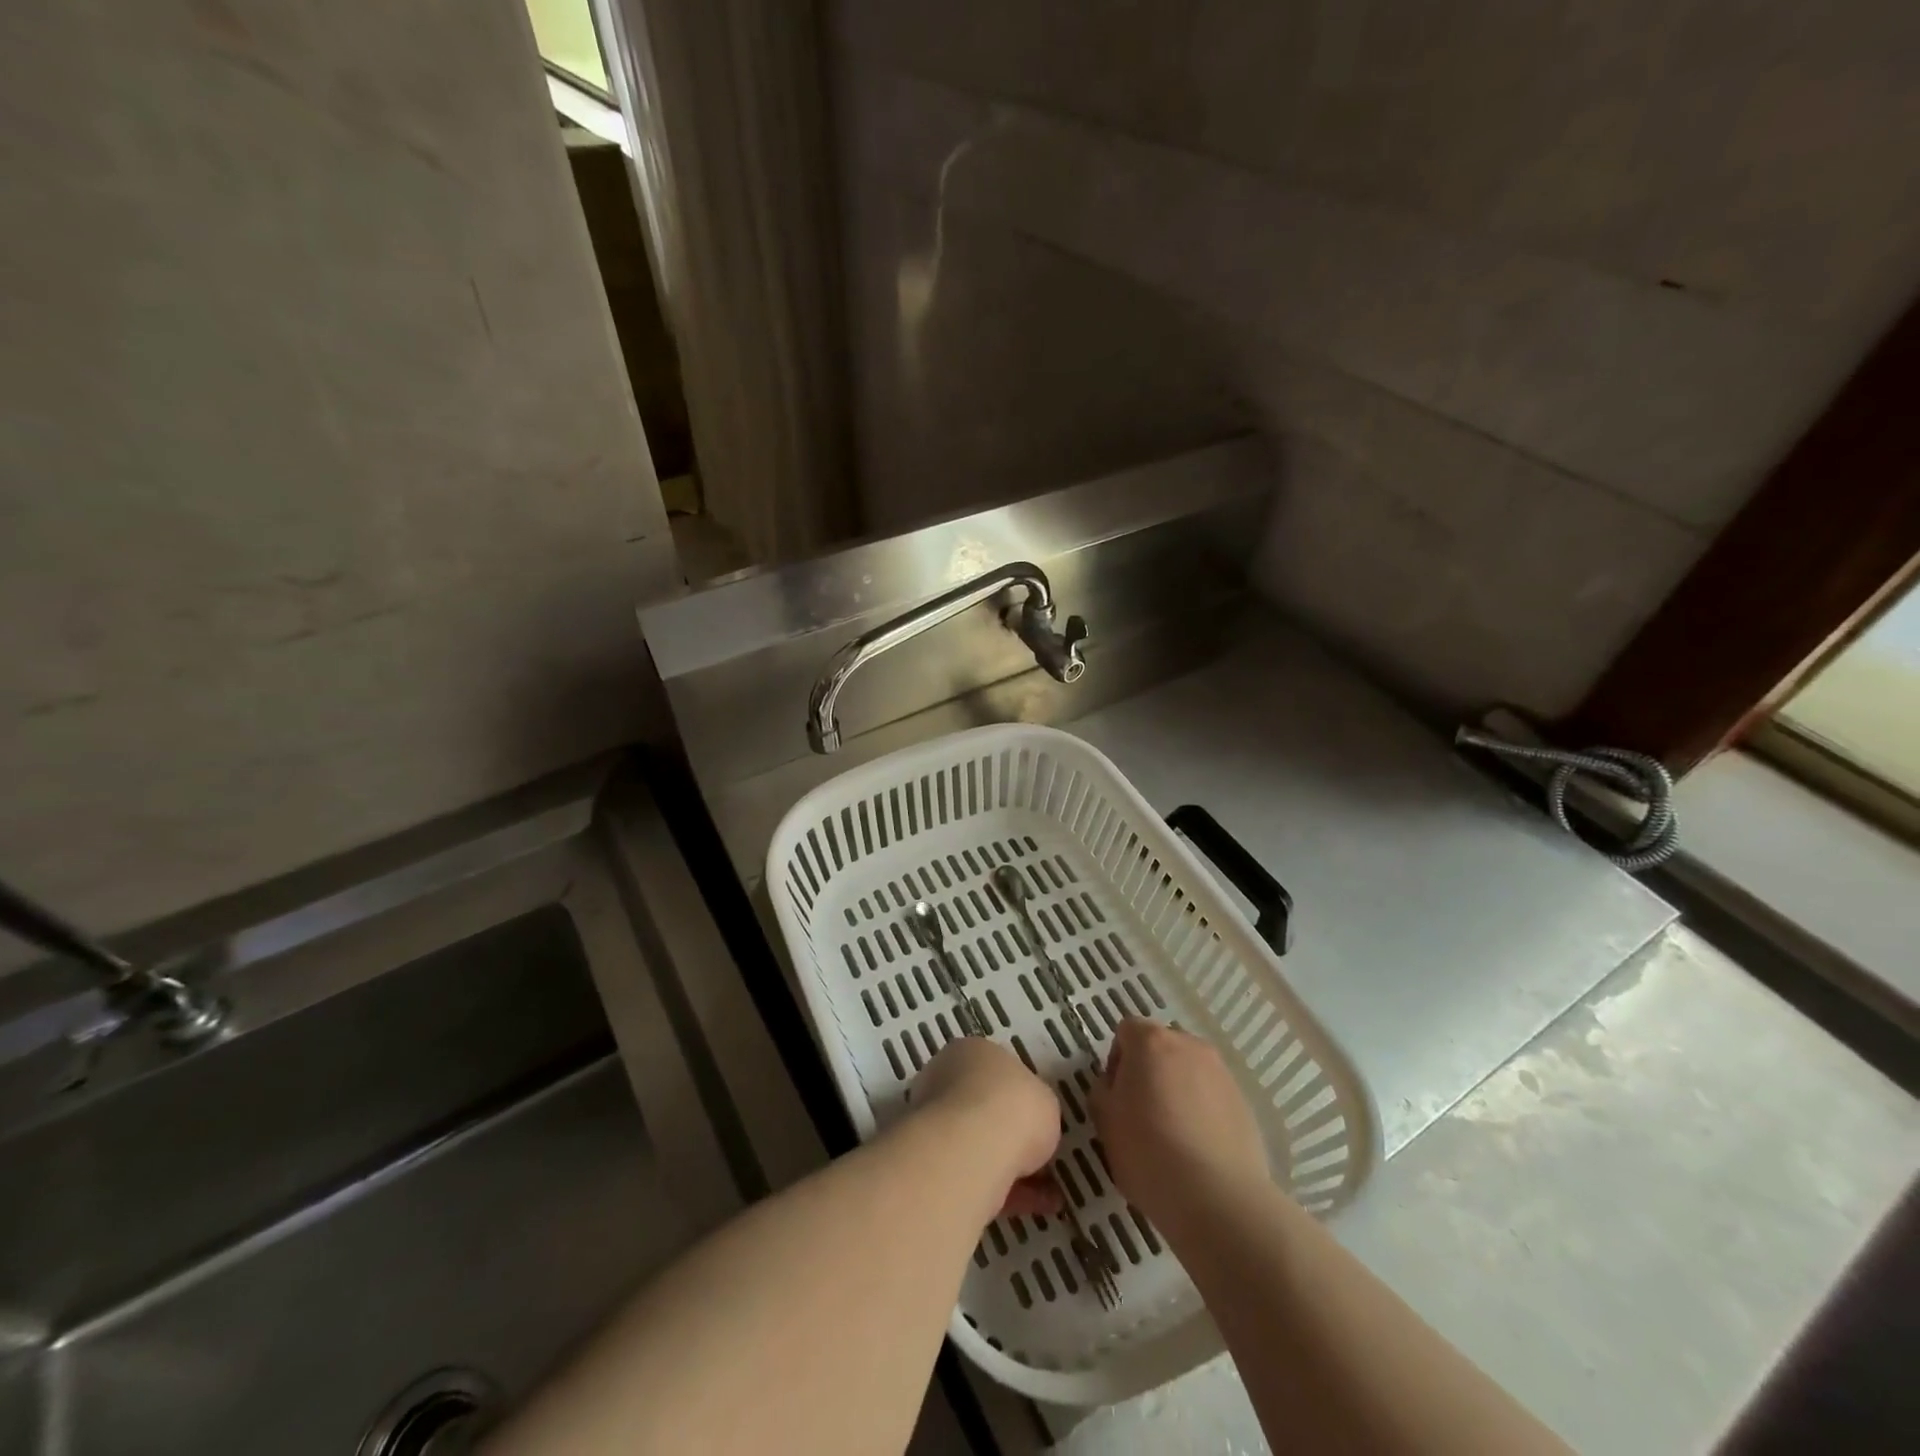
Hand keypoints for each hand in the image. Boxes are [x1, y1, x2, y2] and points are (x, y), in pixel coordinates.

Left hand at [910, 1037, 1062, 1216]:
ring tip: (1049, 1195)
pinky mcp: (933, 1164)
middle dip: (1010, 1134)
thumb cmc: (1014, 1106)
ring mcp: (933, 1122)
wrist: (973, 1149)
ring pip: (978, 1146)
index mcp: (970, 1052)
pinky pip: (975, 1176)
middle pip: (981, 1108)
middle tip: (1041, 1158)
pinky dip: (1005, 1193)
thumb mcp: (1045, 1100)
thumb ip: (1036, 1107)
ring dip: (1011, 1168)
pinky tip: (1036, 1208)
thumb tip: (1029, 1122)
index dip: (1018, 1096)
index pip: (994, 1070)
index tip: (1037, 1120)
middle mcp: (945, 1081)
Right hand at [1091, 1019, 1269, 1239]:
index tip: (1116, 1096)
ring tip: (1172, 1134)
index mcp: (1151, 1041)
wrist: (1218, 1197)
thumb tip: (1115, 1085)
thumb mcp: (1105, 1121)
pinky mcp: (1243, 1102)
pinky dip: (1201, 1110)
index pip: (1126, 1031)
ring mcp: (1221, 1072)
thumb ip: (1103, 1090)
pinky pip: (1211, 1095)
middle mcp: (1189, 1045)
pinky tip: (1197, 1148)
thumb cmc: (1148, 1152)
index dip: (1116, 1060)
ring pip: (1188, 1071)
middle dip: (1148, 1071)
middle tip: (1141, 1113)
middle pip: (1160, 1047)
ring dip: (1176, 1089)